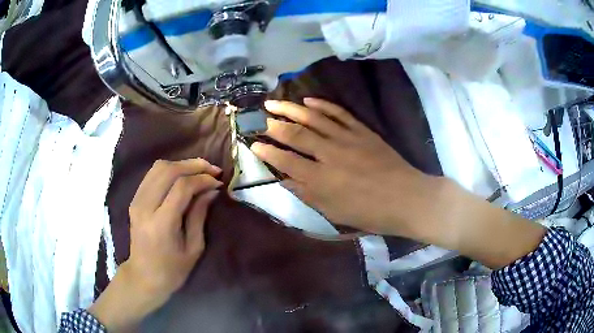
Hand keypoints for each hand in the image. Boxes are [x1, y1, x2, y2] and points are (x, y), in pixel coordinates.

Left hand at [90, 158, 222, 330]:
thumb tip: (212, 190)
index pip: (181, 187)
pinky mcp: (135, 199)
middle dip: (193, 165)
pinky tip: (182, 176)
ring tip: (199, 170)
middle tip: (212, 170)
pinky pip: (152, 174)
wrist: (144, 276)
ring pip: (158, 167)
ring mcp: (136, 200)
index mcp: (161, 223)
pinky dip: (170, 170)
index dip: (202, 179)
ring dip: (181, 164)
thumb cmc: (173, 269)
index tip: (218, 182)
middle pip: (168, 170)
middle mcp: (145, 206)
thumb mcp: (193, 248)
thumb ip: (200, 215)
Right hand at [252, 98, 545, 269]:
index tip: (253, 144)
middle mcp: (330, 154)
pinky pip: (339, 113)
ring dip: (291, 108)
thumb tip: (284, 179)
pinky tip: (309, 100)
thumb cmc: (370, 213)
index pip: (285, 160)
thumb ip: (307, 194)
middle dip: (274, 124)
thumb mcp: (335, 213)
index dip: (267, 151)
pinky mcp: (362, 131)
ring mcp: (347, 138)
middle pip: (296, 134)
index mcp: (321, 179)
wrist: (408, 199)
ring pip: (314, 118)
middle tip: (260, 117)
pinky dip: (322, 105)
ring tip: (275, 101)